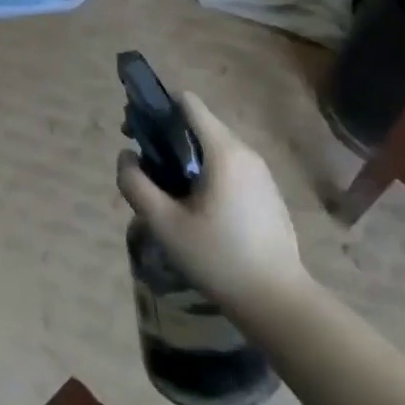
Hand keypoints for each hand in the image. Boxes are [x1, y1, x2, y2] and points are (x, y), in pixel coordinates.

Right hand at [117, 92, 309, 313]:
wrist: (278, 301)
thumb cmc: (218, 258)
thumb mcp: (163, 223)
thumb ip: (136, 184)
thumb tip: (126, 156)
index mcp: (223, 151)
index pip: (188, 103)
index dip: (156, 108)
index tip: (134, 131)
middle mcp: (245, 153)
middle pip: (198, 124)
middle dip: (165, 135)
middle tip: (143, 166)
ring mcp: (261, 173)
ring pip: (212, 147)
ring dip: (184, 156)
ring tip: (165, 191)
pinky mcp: (267, 193)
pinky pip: (228, 167)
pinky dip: (205, 172)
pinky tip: (194, 208)